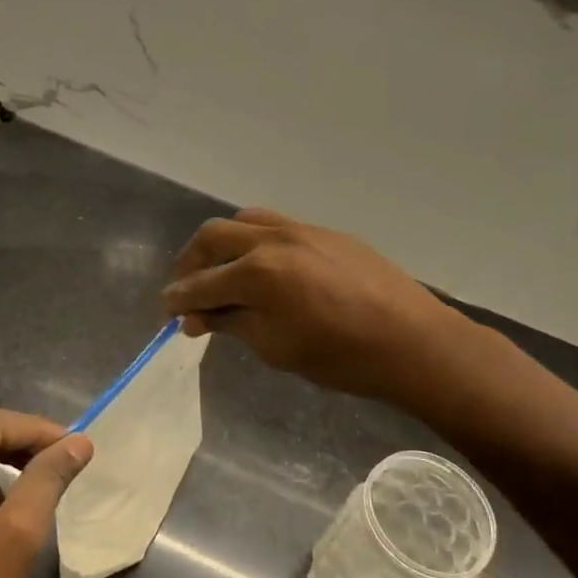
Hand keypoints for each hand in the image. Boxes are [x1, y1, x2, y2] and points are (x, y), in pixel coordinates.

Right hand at [162, 209, 467, 408]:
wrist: (411, 340)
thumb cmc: (339, 357)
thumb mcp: (275, 348)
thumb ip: (231, 324)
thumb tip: (196, 317)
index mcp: (257, 272)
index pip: (202, 283)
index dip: (178, 299)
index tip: (166, 311)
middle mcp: (273, 239)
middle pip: (214, 236)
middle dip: (191, 261)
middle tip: (186, 288)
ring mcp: (302, 229)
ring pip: (245, 221)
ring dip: (222, 244)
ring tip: (220, 270)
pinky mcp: (325, 232)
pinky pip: (276, 225)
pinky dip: (254, 241)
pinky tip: (262, 267)